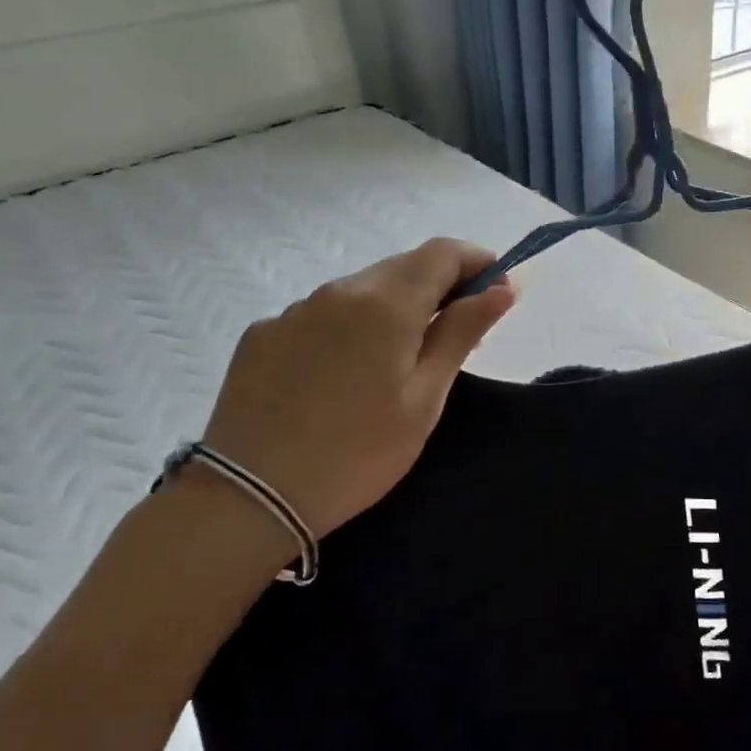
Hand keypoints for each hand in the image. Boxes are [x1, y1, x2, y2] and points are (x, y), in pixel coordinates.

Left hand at [194, 239, 515, 553]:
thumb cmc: (358, 454)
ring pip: (361, 291)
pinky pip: (322, 315)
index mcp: (385, 303)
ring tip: (398, 362)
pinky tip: (343, 376)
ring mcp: (294, 310)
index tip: (497, 289)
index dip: (477, 261)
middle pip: (402, 267)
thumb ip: (462, 332)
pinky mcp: (263, 333)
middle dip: (439, 287)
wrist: (248, 498)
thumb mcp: (425, 398)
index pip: (442, 252)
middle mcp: (338, 290)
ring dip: (393, 308)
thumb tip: (502, 288)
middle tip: (457, 333)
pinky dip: (349, 328)